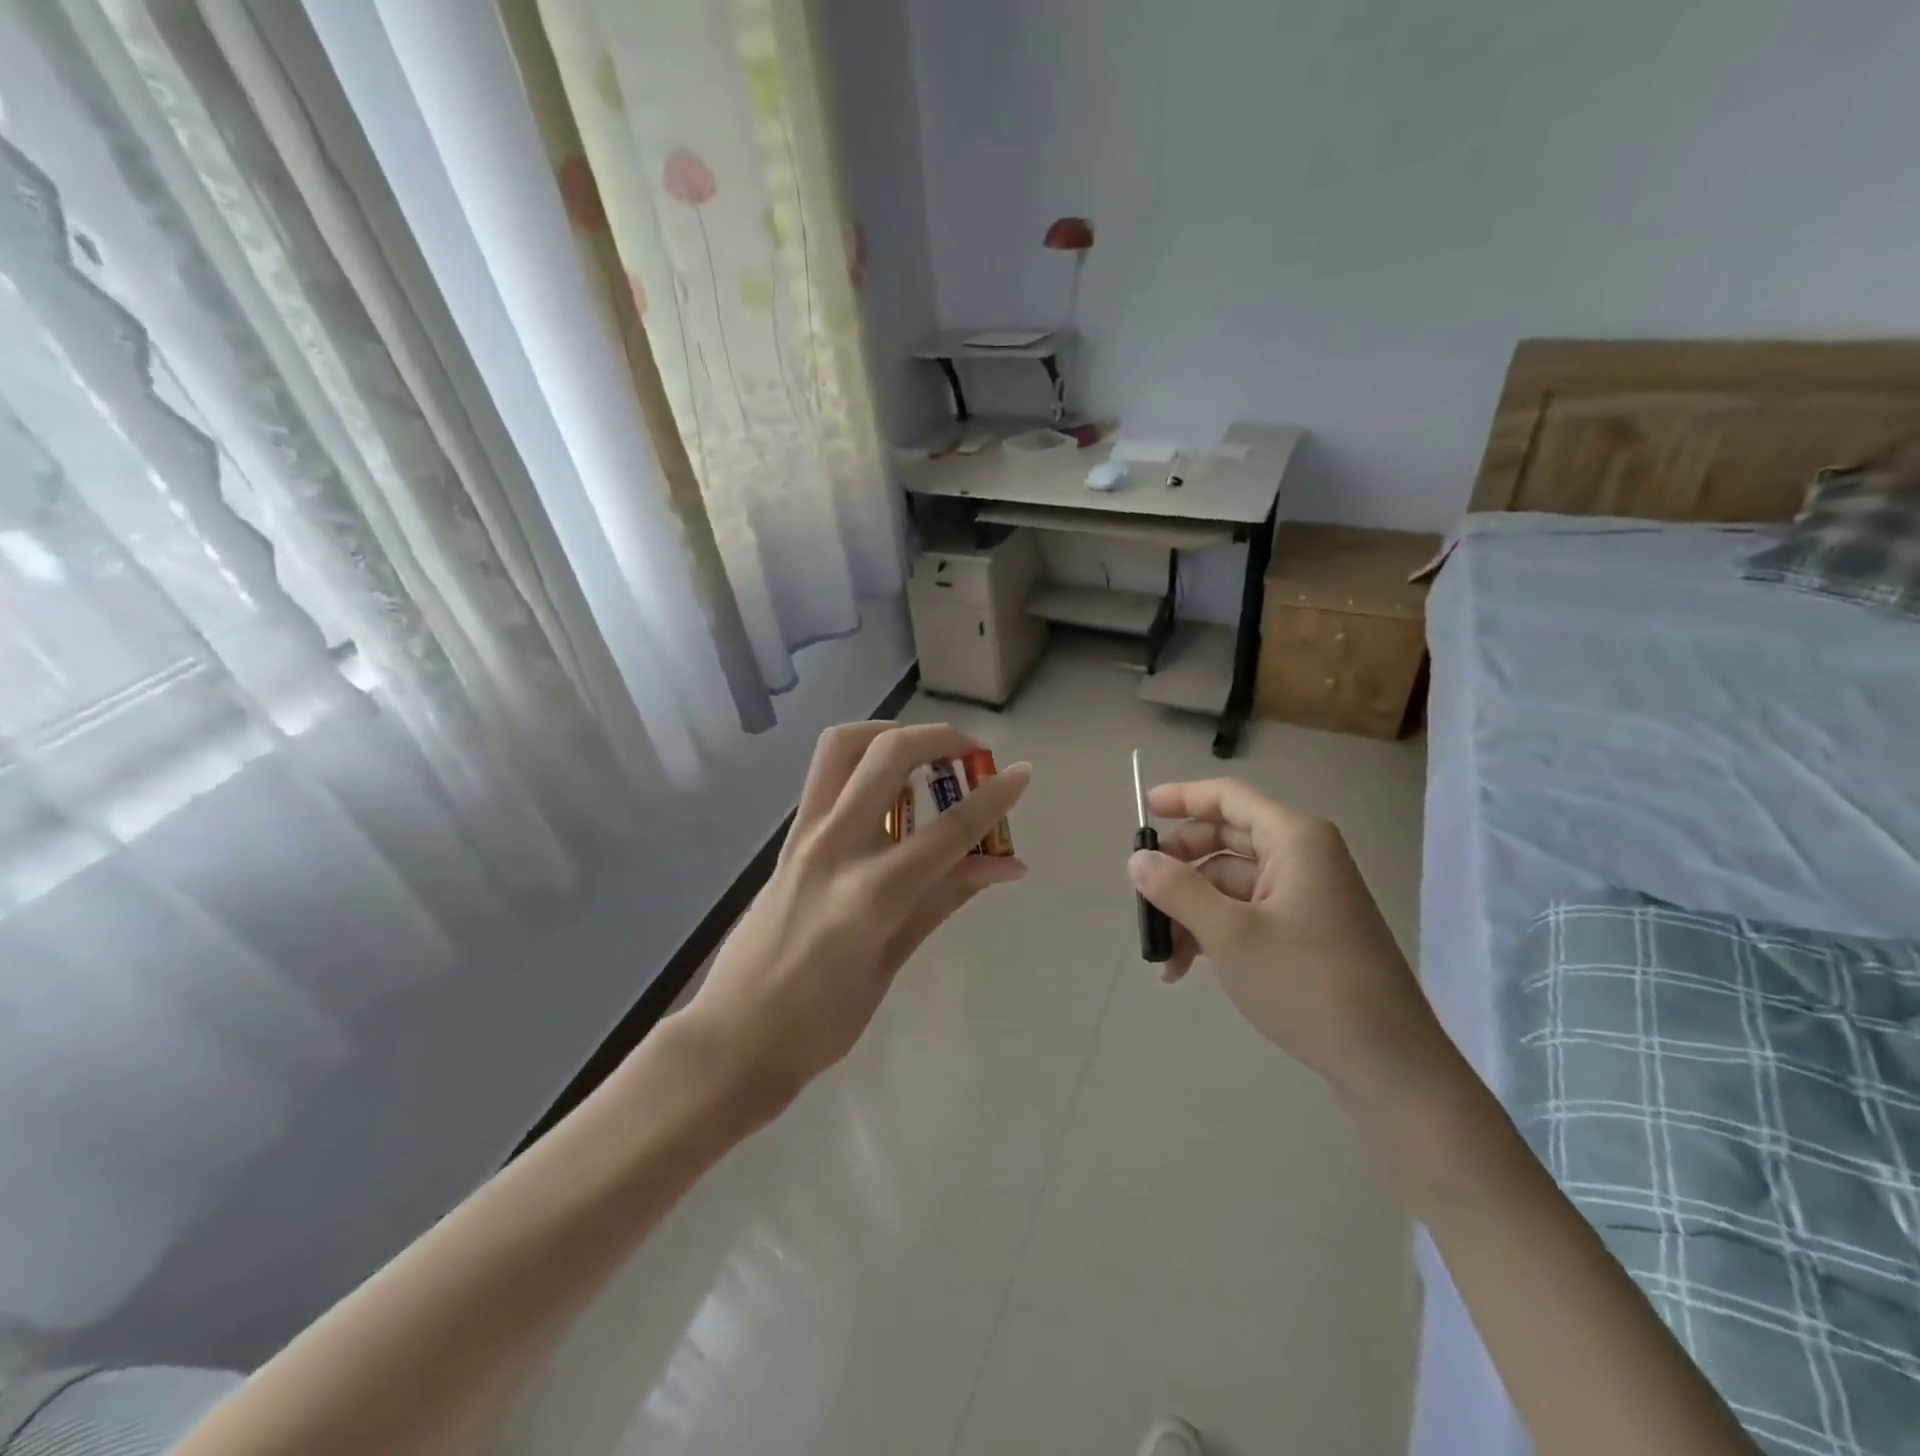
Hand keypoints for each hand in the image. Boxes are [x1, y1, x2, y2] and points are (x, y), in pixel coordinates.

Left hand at [673, 723, 1029, 1124]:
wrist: (733, 1037)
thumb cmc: (820, 1021)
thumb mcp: (892, 963)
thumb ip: (945, 899)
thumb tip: (1007, 865)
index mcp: (869, 894)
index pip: (947, 830)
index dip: (993, 798)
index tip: (1024, 773)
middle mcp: (834, 847)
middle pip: (888, 757)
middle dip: (939, 738)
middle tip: (971, 754)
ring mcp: (803, 836)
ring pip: (843, 746)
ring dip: (891, 733)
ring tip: (924, 755)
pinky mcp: (788, 838)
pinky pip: (826, 775)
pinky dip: (864, 760)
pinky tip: (888, 790)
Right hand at [1128, 778, 1449, 1104]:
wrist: (1389, 1064)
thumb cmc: (1307, 984)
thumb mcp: (1230, 934)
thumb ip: (1177, 889)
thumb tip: (1137, 859)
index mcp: (1294, 840)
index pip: (1229, 797)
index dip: (1182, 797)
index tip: (1142, 810)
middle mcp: (1303, 857)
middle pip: (1226, 840)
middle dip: (1180, 866)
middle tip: (1143, 892)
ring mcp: (1306, 896)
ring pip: (1231, 883)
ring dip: (1191, 909)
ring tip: (1161, 952)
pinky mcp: (1306, 931)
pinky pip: (1247, 913)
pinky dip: (1214, 931)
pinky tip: (1185, 967)